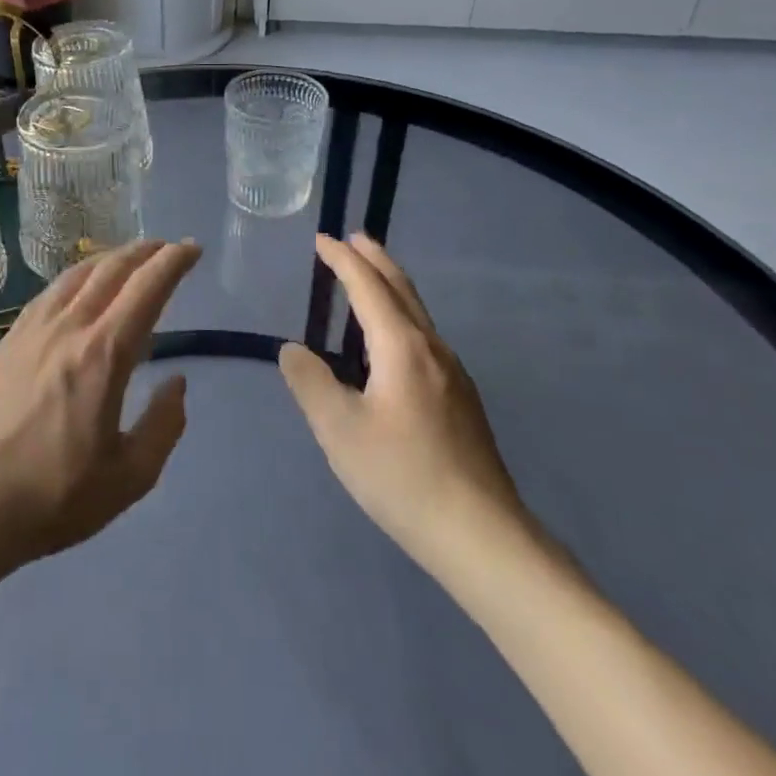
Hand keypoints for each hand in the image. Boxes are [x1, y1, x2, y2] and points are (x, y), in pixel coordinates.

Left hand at [0, 239, 201, 575]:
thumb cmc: (55, 498)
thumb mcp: (129, 478)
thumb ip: (164, 425)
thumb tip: (177, 382)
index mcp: (102, 356)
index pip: (146, 288)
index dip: (173, 262)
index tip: (193, 249)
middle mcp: (68, 328)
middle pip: (112, 269)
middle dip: (146, 251)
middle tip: (169, 248)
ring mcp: (32, 329)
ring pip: (78, 273)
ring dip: (112, 258)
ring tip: (132, 260)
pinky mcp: (8, 340)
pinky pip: (51, 291)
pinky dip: (78, 275)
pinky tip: (83, 286)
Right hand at [280, 234, 527, 570]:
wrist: (482, 536)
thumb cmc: (402, 477)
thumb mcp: (339, 430)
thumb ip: (310, 383)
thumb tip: (292, 349)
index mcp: (402, 347)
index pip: (368, 287)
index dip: (343, 260)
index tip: (322, 239)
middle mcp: (432, 349)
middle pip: (402, 290)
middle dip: (376, 260)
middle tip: (354, 238)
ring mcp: (454, 375)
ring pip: (417, 314)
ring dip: (390, 287)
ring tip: (368, 279)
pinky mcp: (462, 400)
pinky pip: (424, 338)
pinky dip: (400, 317)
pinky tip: (390, 343)